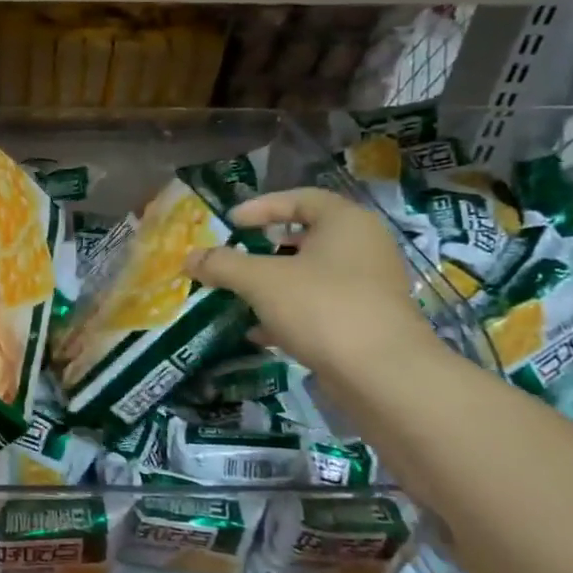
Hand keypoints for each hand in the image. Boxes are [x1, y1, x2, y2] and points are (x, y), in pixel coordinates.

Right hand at [184, 186, 434, 378]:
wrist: (383, 374)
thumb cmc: (322, 307)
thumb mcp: (261, 281)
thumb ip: (223, 264)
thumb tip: (189, 257)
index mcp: (346, 222)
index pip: (300, 198)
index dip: (261, 207)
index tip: (230, 224)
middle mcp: (363, 247)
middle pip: (306, 237)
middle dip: (265, 248)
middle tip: (235, 257)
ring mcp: (369, 286)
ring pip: (311, 274)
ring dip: (274, 283)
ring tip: (240, 295)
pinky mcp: (366, 321)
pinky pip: (320, 305)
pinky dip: (289, 312)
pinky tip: (259, 332)